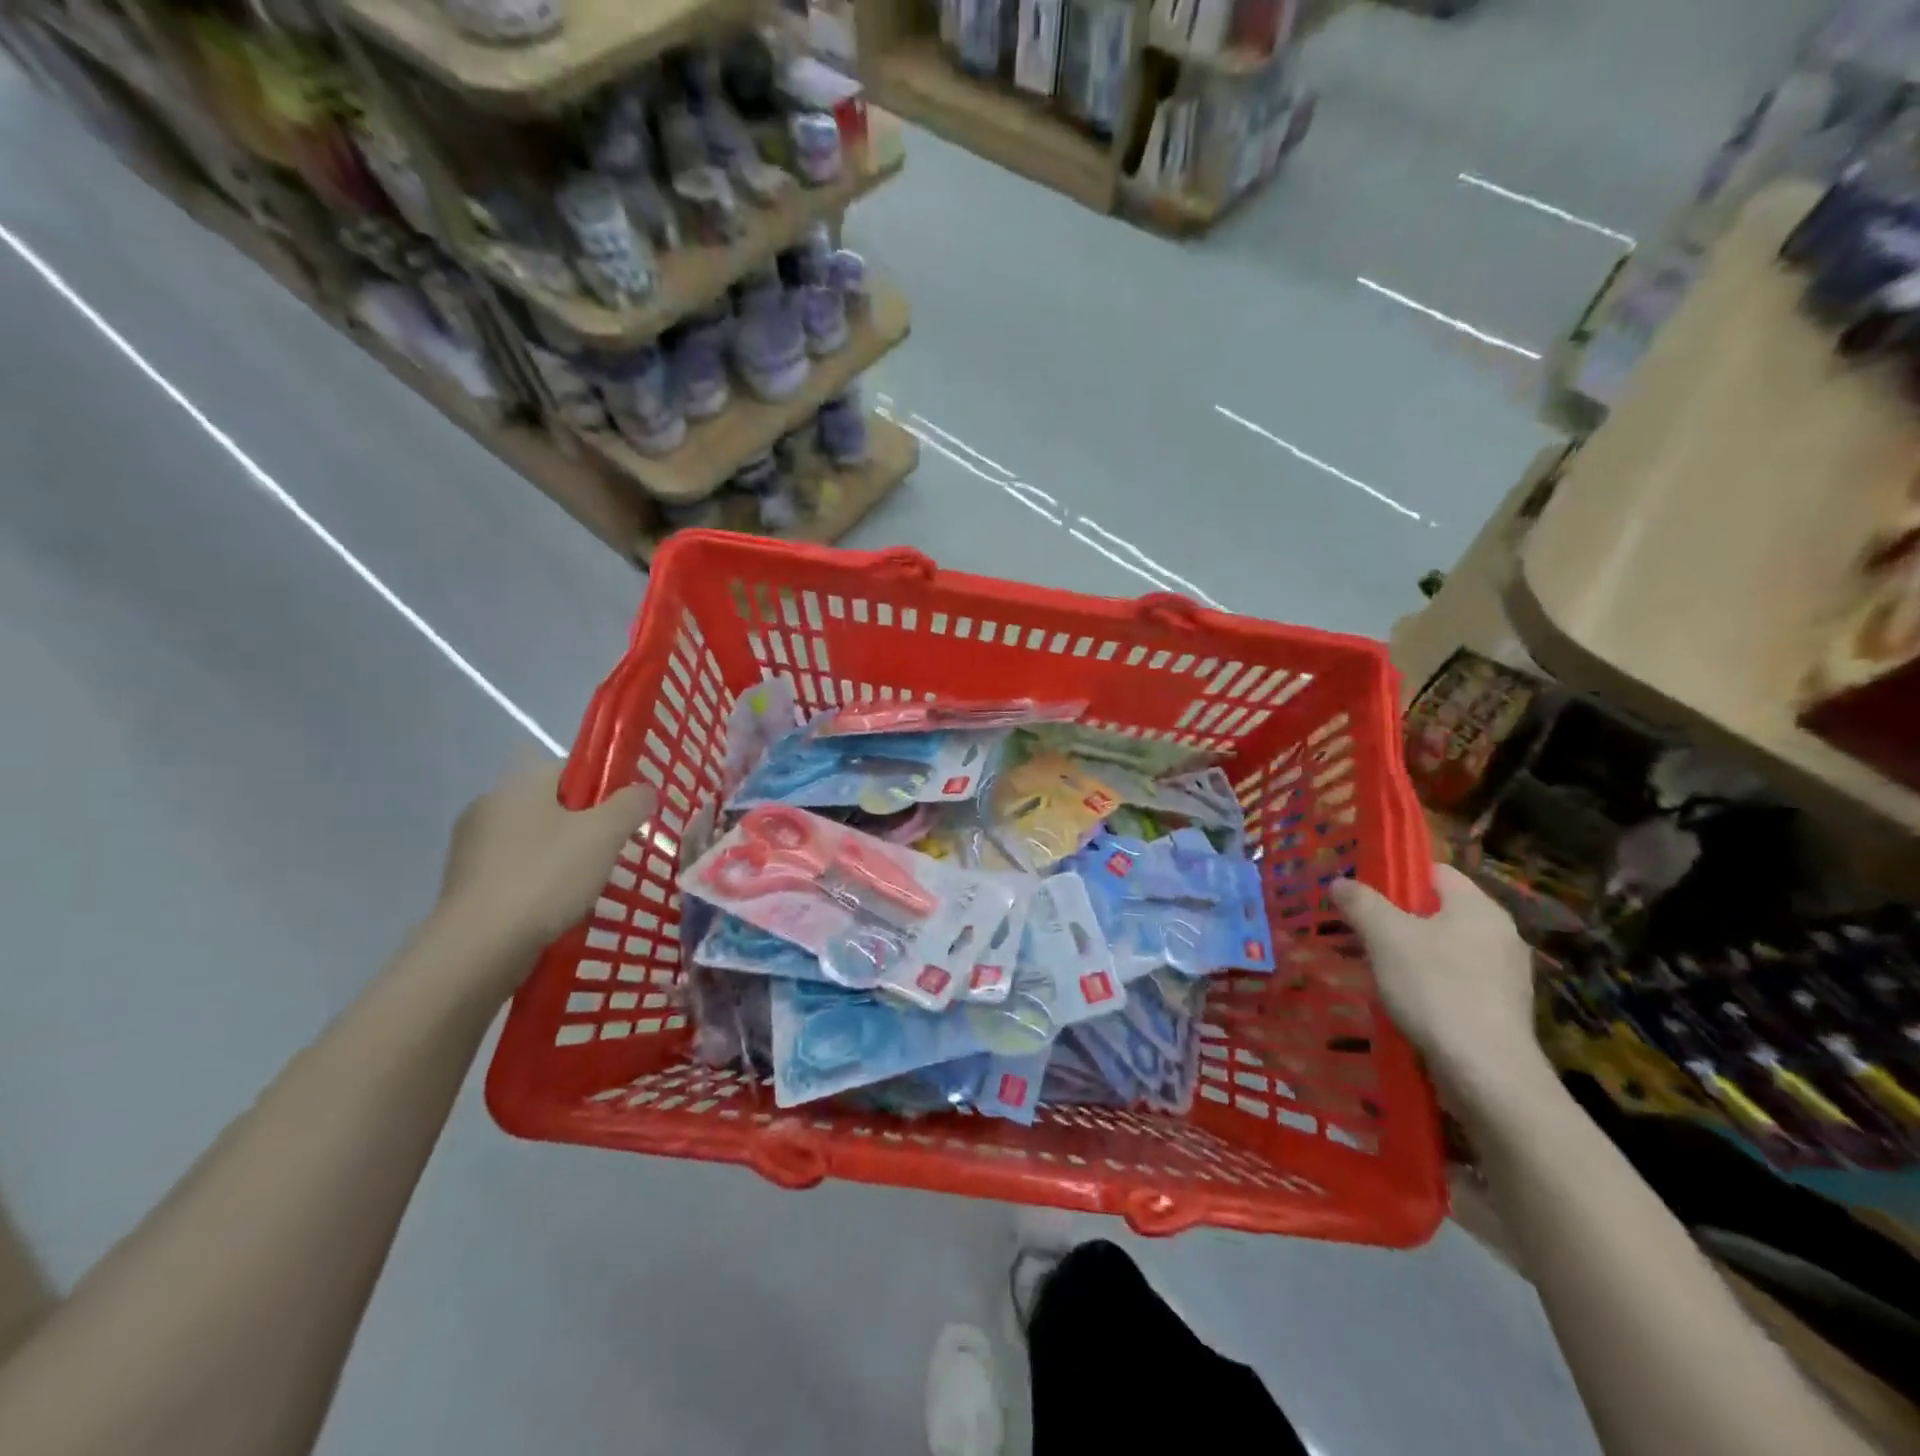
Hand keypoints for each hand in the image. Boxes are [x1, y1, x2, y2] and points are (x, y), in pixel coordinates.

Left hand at [435, 757, 658, 958]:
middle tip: (614, 854)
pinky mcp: (465, 885)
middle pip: (554, 807)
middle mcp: (489, 806)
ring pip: (535, 842)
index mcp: (520, 784)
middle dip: (586, 828)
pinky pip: (516, 873)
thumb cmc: (546, 877)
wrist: (479, 948)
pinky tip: (557, 908)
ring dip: (563, 858)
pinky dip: (539, 884)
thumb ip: (631, 804)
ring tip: (589, 887)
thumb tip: (643, 790)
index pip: (572, 769)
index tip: (625, 818)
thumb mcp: (605, 834)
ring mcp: (471, 847)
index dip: (605, 788)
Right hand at [1330, 865, 1544, 1099]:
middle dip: (1400, 919)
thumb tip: (1341, 883)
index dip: (1397, 876)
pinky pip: (1458, 981)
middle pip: (1440, 911)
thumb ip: (1361, 903)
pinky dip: (1431, 984)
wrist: (1486, 1072)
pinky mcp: (1502, 1009)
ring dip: (1414, 954)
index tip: (1364, 894)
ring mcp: (1506, 974)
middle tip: (1364, 932)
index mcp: (1479, 907)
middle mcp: (1501, 934)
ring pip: (1447, 948)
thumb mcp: (1385, 937)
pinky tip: (1407, 1001)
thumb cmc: (1435, 988)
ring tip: (1379, 969)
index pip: (1435, 871)